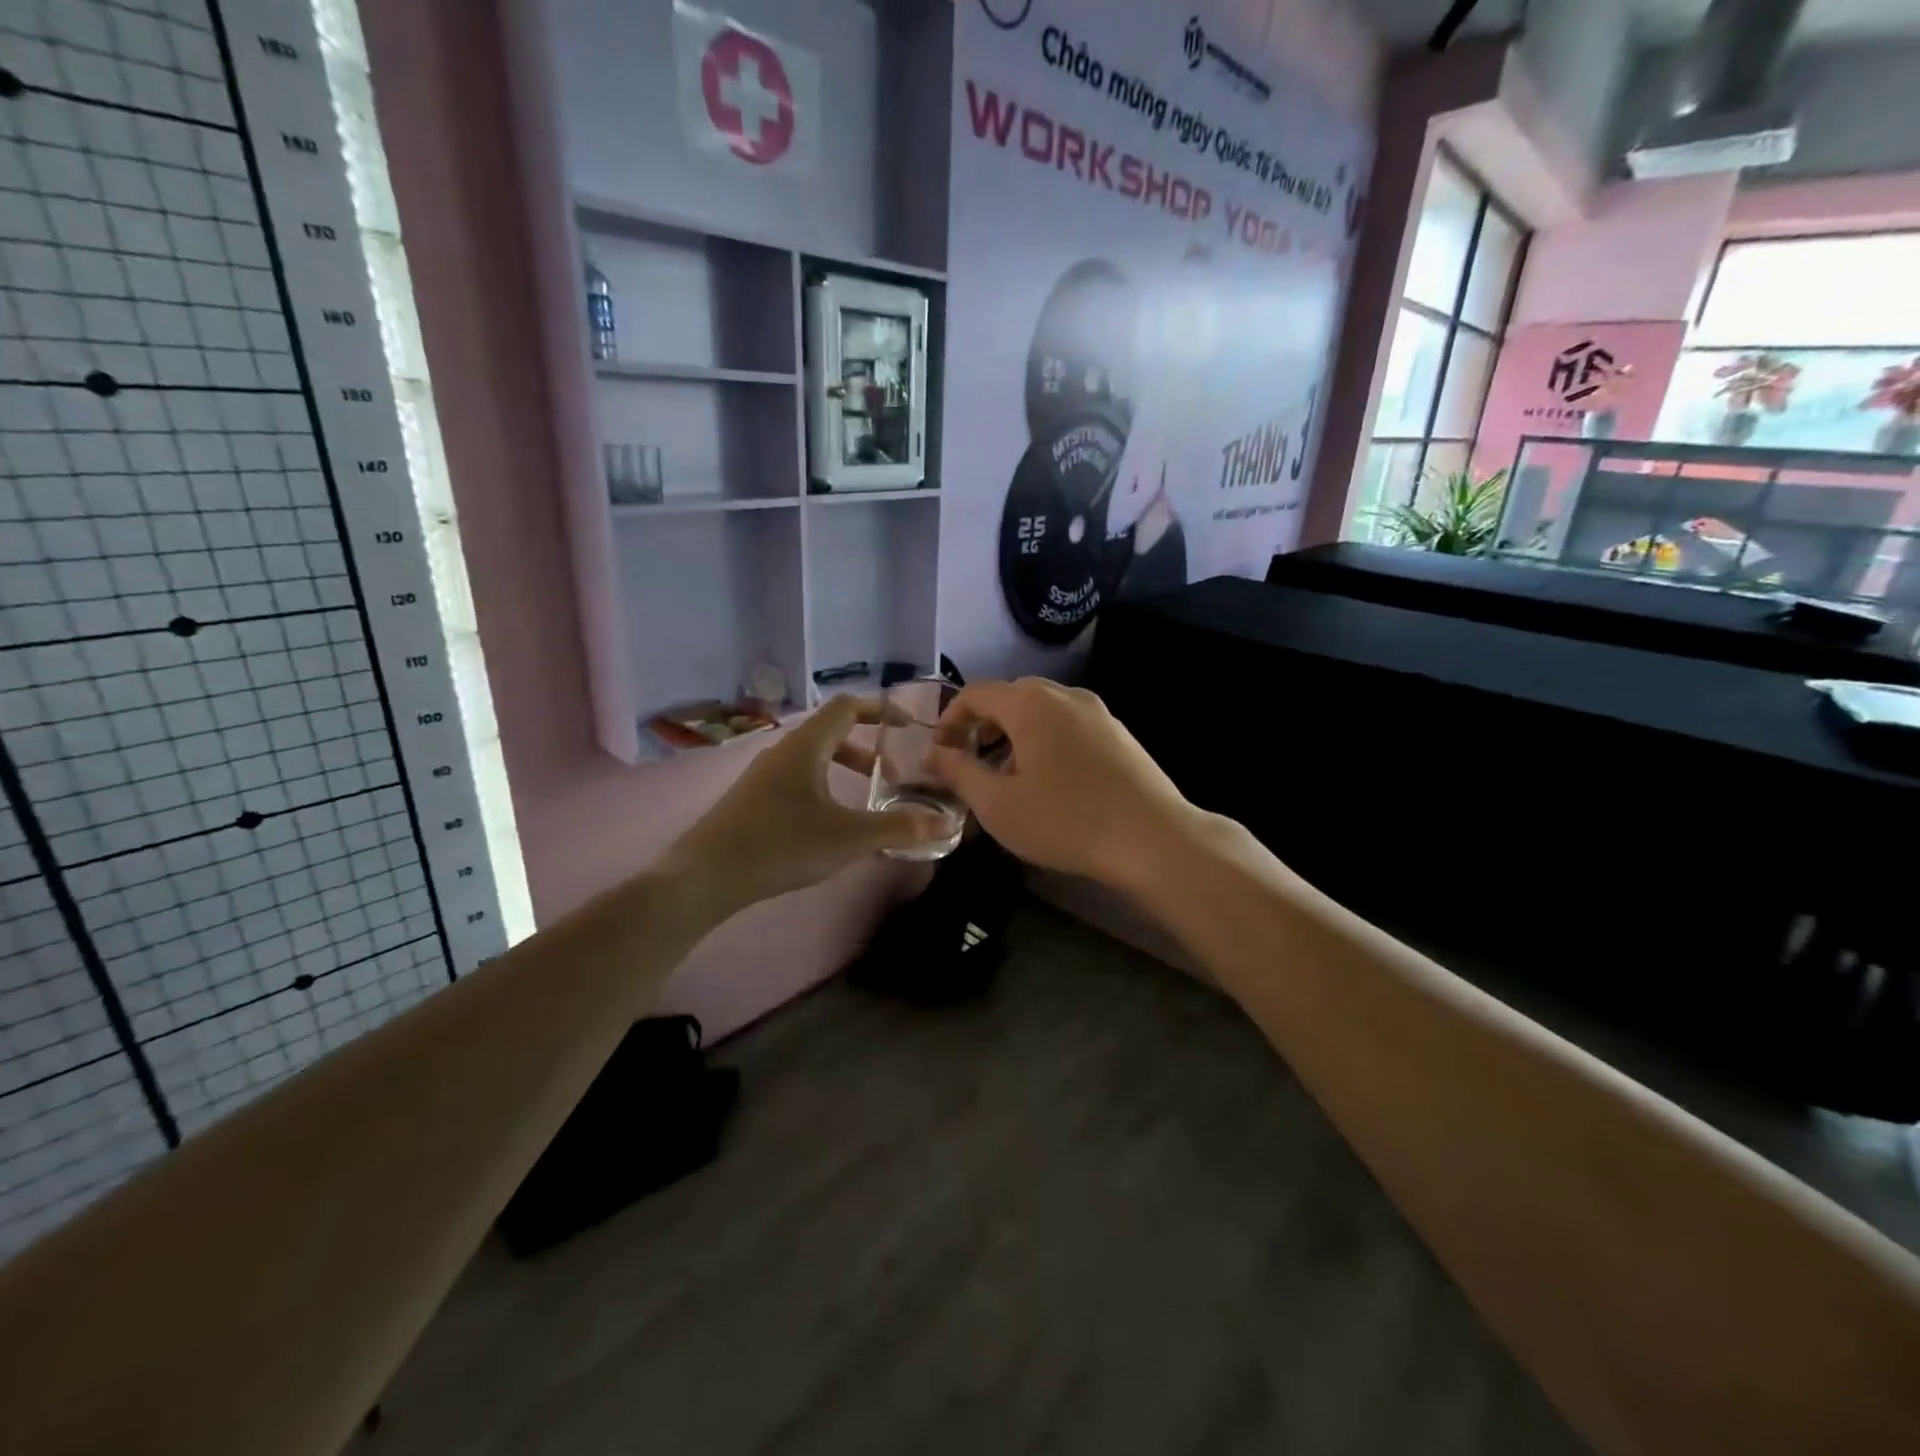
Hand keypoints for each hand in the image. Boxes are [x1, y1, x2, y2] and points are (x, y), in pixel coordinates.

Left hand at [663, 696, 947, 913]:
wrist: (705, 876)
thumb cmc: (781, 845)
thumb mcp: (849, 838)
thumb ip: (900, 828)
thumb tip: (947, 822)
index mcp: (807, 746)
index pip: (848, 706)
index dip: (882, 710)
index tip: (909, 725)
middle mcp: (783, 751)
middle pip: (833, 732)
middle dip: (868, 749)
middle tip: (892, 777)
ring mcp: (763, 775)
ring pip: (815, 758)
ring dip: (846, 770)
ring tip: (867, 802)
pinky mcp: (752, 799)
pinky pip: (799, 778)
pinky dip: (825, 787)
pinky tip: (830, 825)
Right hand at [926, 678, 1192, 888]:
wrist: (1152, 838)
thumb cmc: (1065, 820)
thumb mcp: (998, 804)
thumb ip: (959, 772)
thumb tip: (934, 753)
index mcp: (1030, 704)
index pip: (976, 693)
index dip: (950, 719)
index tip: (941, 752)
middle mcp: (1064, 695)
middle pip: (1010, 697)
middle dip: (982, 725)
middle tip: (970, 762)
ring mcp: (1097, 711)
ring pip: (1041, 710)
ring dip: (1014, 733)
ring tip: (1007, 774)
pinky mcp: (1118, 732)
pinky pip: (1068, 723)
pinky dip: (1045, 739)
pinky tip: (1049, 779)